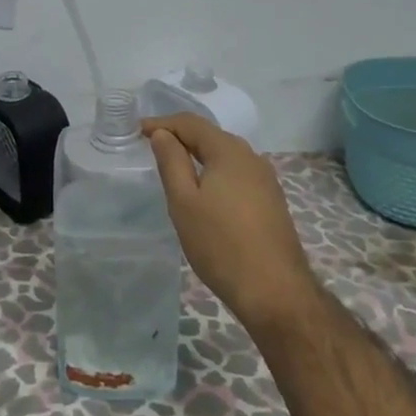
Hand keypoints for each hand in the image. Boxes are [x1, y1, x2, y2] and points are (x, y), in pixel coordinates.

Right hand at [144, 113, 319, 334]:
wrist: (276, 292)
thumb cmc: (222, 245)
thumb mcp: (185, 202)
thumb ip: (172, 162)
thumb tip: (163, 134)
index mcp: (229, 150)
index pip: (191, 123)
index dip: (163, 123)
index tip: (139, 131)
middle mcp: (251, 157)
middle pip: (210, 136)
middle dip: (181, 137)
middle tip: (154, 146)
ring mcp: (265, 179)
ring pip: (225, 155)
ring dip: (200, 155)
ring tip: (177, 167)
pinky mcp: (272, 200)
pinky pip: (237, 173)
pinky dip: (216, 172)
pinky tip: (207, 191)